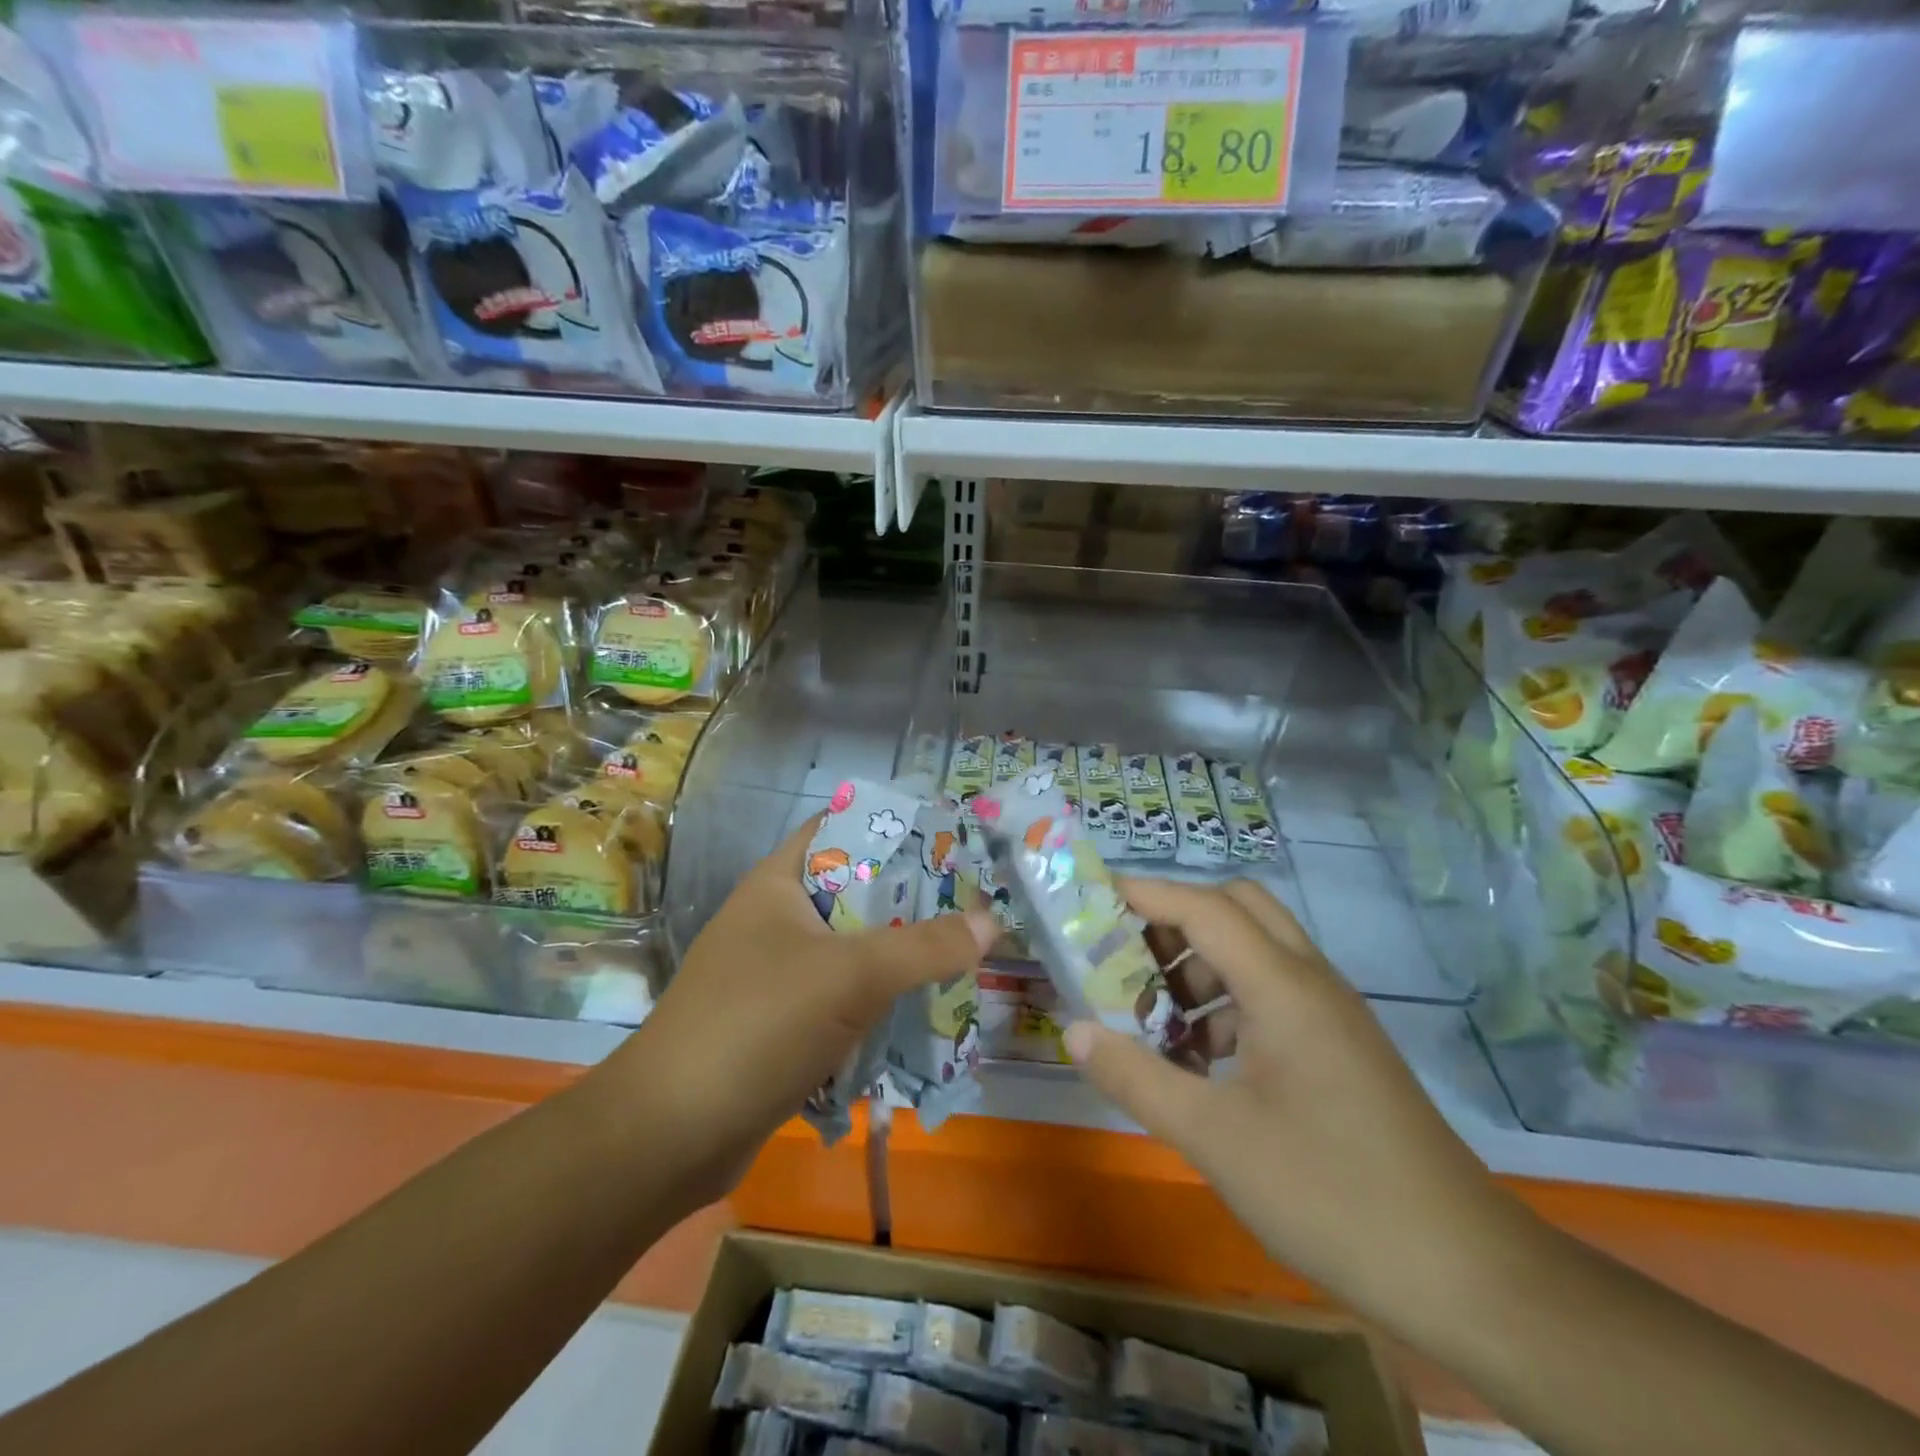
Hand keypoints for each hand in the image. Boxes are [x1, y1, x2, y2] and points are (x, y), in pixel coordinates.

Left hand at [614, 817, 995, 1205]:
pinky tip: (923, 1011)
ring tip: (963, 954)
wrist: (670, 1136)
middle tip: (973, 903)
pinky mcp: (782, 1026)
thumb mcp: (851, 975)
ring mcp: (776, 975)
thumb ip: (925, 946)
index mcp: (778, 883)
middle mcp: (776, 920)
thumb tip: (990, 921)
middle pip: (856, 893)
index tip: (951, 838)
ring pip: (853, 951)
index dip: (894, 827)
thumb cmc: (758, 1024)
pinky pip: (843, 999)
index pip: (841, 830)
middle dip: (912, 899)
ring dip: (900, 956)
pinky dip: (879, 1002)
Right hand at [1066, 877, 1534, 1322]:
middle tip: (1127, 955)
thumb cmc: (1329, 1192)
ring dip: (1201, 963)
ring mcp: (1332, 1014)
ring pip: (1257, 950)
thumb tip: (1074, 1030)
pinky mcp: (1341, 1047)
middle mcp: (1311, 981)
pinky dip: (1228, 1003)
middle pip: (1238, 908)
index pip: (1204, 907)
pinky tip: (1200, 1059)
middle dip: (1177, 918)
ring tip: (1152, 1013)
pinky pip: (1274, 994)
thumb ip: (1136, 1076)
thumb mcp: (1214, 1138)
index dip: (1145, 894)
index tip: (1092, 899)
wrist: (1465, 1273)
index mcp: (1283, 986)